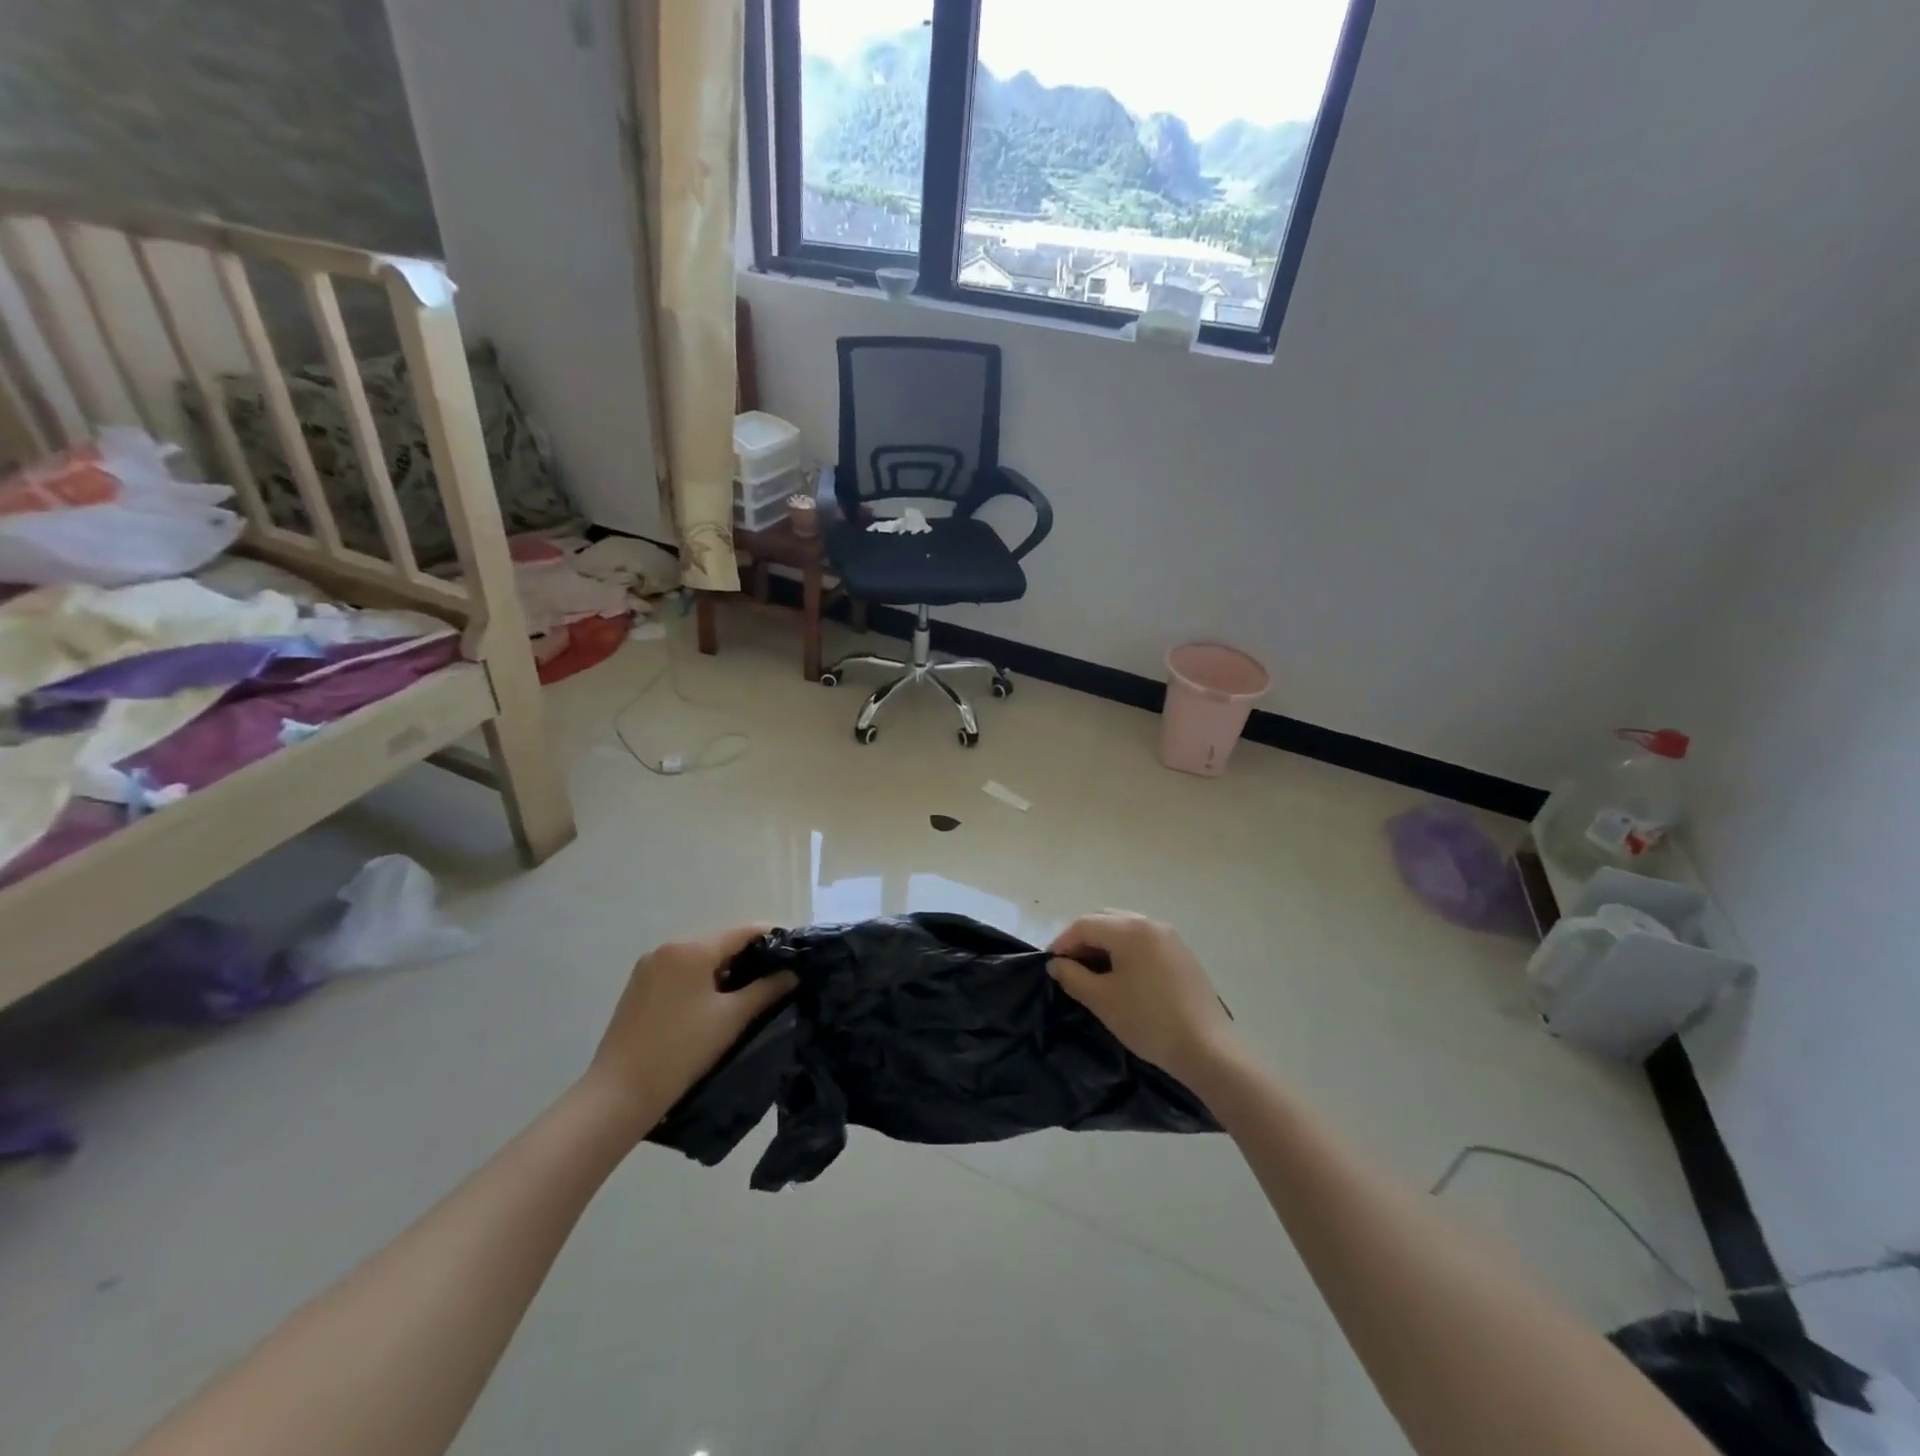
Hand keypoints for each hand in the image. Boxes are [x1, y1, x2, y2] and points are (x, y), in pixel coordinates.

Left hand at [585, 925, 796, 1131]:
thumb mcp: (731, 1018)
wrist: (619, 1093)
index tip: (794, 955)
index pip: (742, 932)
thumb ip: (766, 990)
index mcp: (691, 949)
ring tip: (748, 994)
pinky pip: (679, 973)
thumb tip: (791, 974)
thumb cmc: (681, 1050)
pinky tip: (712, 1005)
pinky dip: (700, 981)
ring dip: (723, 971)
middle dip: (747, 958)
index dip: (771, 939)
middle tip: (774, 979)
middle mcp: (668, 948)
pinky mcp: (637, 987)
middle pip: (719, 944)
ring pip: (698, 960)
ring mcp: (648, 967)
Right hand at [1048, 912, 1241, 1083]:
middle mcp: (1150, 923)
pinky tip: (1121, 977)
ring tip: (1092, 973)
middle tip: (1068, 966)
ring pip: (1126, 929)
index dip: (1063, 942)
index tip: (1050, 964)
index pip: (1085, 925)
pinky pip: (1144, 941)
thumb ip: (1073, 977)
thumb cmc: (1148, 1020)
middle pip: (1105, 920)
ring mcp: (1170, 938)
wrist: (1207, 1048)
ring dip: (1104, 944)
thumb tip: (1056, 964)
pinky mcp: (1182, 954)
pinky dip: (1125, 951)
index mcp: (1129, 929)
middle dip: (1083, 939)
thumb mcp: (1102, 1000)